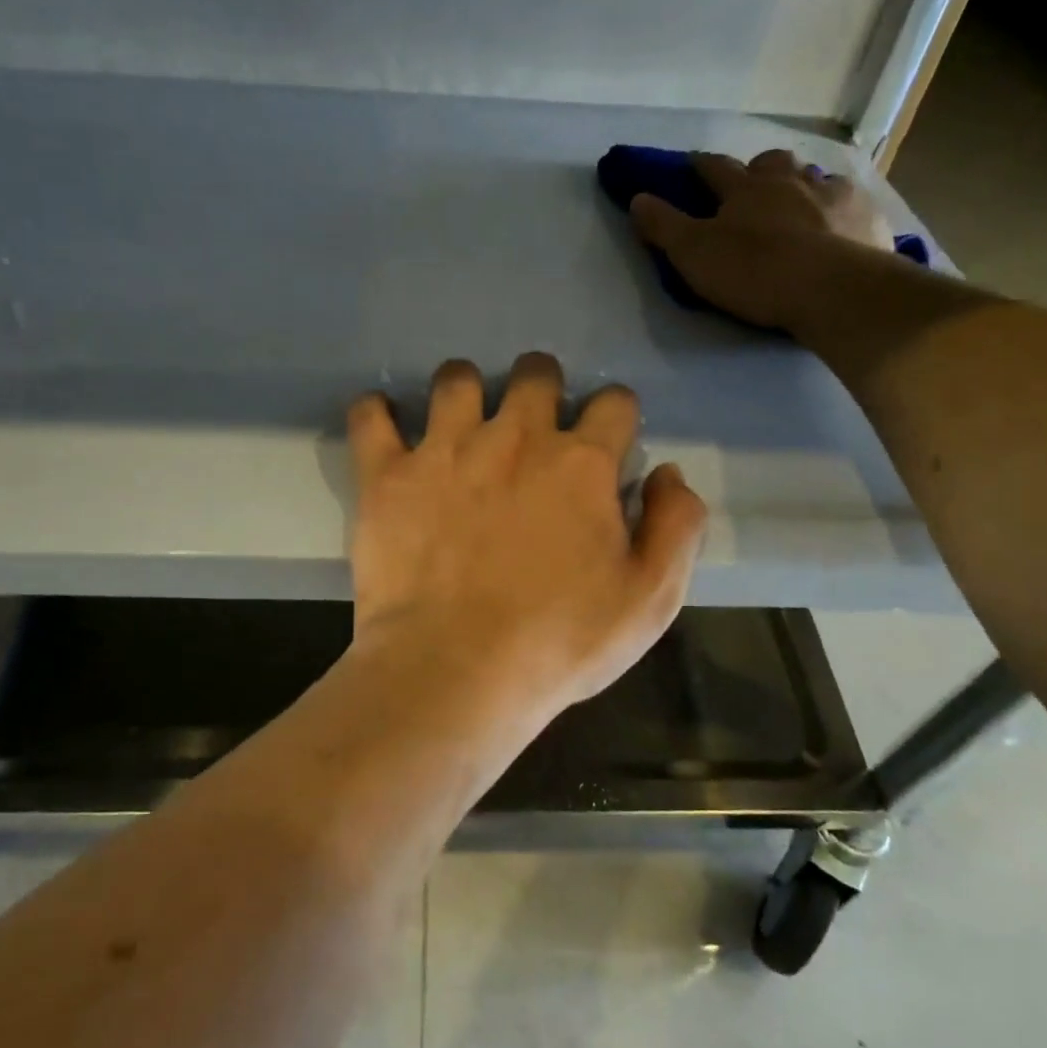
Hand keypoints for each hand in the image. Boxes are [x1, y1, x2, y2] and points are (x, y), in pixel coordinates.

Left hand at [346, 354, 706, 736]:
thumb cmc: (558, 643)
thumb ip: (675, 526)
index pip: (614, 403)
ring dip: (466, 390)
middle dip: (543, 388)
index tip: (608, 441)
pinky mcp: (387, 475)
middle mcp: (514, 437)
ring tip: (461, 423)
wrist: (453, 673)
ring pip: (456, 378)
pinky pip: (370, 416)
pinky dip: (376, 412)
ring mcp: (444, 450)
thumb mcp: (649, 599)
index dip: (616, 416)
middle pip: (535, 374)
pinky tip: (384, 422)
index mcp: (580, 464)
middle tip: (533, 426)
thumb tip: (667, 473)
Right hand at [630, 150, 894, 329]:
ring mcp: (833, 195)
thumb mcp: (693, 254)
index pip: (715, 168)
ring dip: (802, 186)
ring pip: (814, 178)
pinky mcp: (866, 217)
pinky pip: (851, 204)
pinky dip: (840, 210)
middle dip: (759, 169)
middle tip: (754, 186)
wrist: (833, 289)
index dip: (700, 165)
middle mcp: (790, 180)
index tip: (691, 164)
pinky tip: (840, 225)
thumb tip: (637, 197)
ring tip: (799, 205)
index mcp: (745, 188)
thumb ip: (664, 226)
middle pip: (772, 163)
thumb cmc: (754, 271)